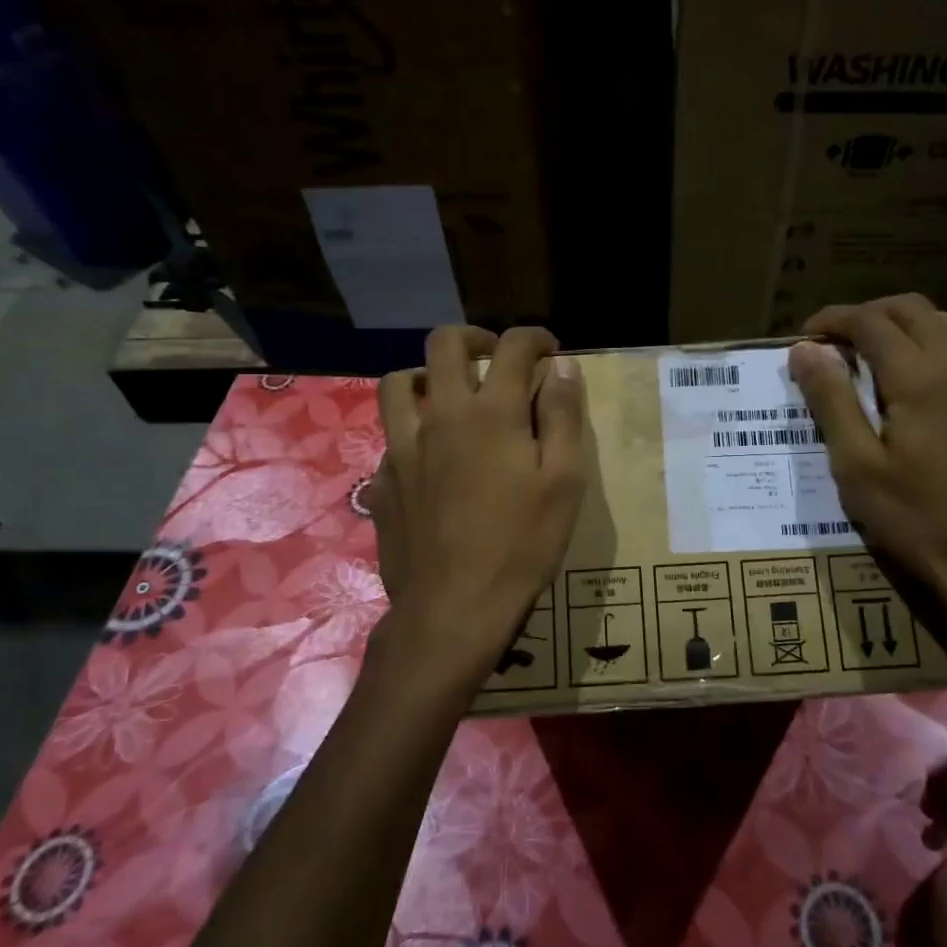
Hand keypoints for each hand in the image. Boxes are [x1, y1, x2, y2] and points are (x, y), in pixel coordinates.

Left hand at [369, 326, 587, 696]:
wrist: (453, 609)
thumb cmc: (522, 545)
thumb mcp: (565, 481)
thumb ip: (563, 417)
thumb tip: (562, 367)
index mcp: (491, 413)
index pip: (512, 347)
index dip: (535, 337)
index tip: (549, 349)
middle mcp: (440, 417)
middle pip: (443, 345)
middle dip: (474, 337)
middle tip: (494, 355)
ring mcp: (402, 449)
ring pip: (397, 384)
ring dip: (425, 375)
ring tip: (447, 393)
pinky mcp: (382, 482)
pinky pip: (389, 438)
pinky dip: (411, 432)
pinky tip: (429, 460)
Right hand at [788, 295, 946, 678]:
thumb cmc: (915, 518)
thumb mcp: (856, 464)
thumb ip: (831, 400)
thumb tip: (805, 350)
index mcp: (920, 377)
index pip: (872, 322)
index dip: (834, 320)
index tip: (804, 337)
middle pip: (912, 309)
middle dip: (868, 314)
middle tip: (834, 342)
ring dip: (908, 322)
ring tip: (877, 349)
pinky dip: (939, 338)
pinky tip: (920, 373)